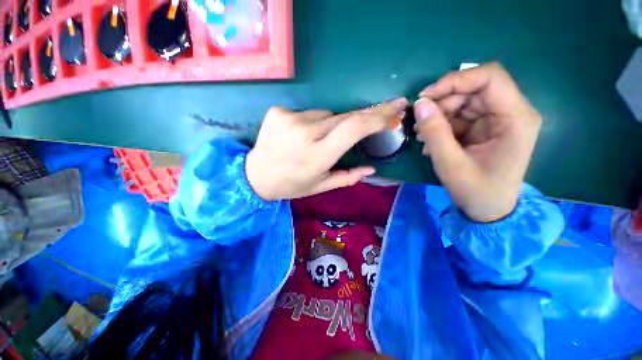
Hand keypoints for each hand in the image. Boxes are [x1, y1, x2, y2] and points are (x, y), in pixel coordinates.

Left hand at [246, 98, 407, 200]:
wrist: (255, 176)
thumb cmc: (291, 185)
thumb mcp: (320, 186)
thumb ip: (347, 177)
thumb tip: (371, 170)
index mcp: (317, 157)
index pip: (353, 129)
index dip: (376, 117)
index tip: (393, 110)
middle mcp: (304, 135)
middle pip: (343, 117)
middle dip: (361, 117)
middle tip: (374, 116)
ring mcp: (289, 120)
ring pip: (325, 114)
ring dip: (329, 124)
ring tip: (317, 139)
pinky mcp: (278, 112)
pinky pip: (306, 112)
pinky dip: (310, 122)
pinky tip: (299, 134)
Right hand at [414, 62, 541, 221]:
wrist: (488, 210)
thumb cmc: (475, 190)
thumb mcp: (450, 164)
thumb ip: (434, 132)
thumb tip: (419, 104)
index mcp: (515, 118)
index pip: (489, 78)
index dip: (455, 81)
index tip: (425, 97)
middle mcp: (511, 112)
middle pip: (474, 89)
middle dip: (442, 103)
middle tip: (421, 123)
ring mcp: (499, 119)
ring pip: (464, 101)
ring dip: (439, 115)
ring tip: (423, 137)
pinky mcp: (486, 127)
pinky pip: (460, 115)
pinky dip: (442, 125)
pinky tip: (431, 142)